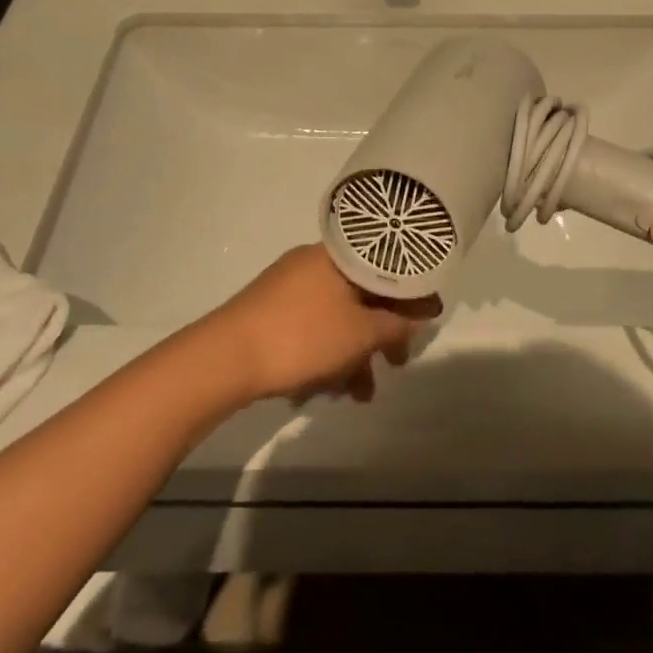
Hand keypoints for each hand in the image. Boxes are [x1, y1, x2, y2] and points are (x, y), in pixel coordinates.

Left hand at [204, 245, 440, 404]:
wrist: (225, 358)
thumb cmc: (302, 336)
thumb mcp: (360, 333)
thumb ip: (395, 324)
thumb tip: (420, 314)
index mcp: (337, 257)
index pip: (387, 267)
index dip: (412, 294)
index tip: (428, 319)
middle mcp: (312, 264)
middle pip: (361, 294)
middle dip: (381, 333)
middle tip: (397, 364)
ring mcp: (288, 287)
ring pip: (336, 316)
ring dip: (354, 353)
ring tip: (360, 394)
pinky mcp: (270, 312)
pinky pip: (312, 327)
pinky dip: (327, 352)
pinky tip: (328, 388)